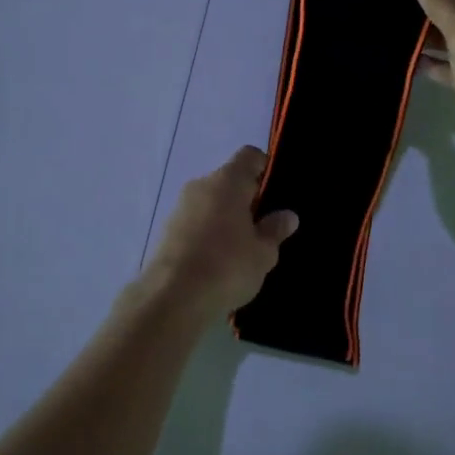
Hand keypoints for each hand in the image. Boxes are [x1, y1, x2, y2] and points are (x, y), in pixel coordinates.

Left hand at [138, 147, 298, 320]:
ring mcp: (180, 207)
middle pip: (229, 180)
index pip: (249, 156)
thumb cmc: (226, 266)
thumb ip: (275, 230)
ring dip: (226, 216)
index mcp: (227, 181)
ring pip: (211, 201)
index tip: (275, 193)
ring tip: (241, 248)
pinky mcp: (167, 230)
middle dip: (246, 198)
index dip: (264, 168)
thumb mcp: (263, 253)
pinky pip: (196, 221)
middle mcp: (200, 185)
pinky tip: (217, 260)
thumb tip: (287, 215)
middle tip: (263, 226)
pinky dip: (208, 232)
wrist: (172, 298)